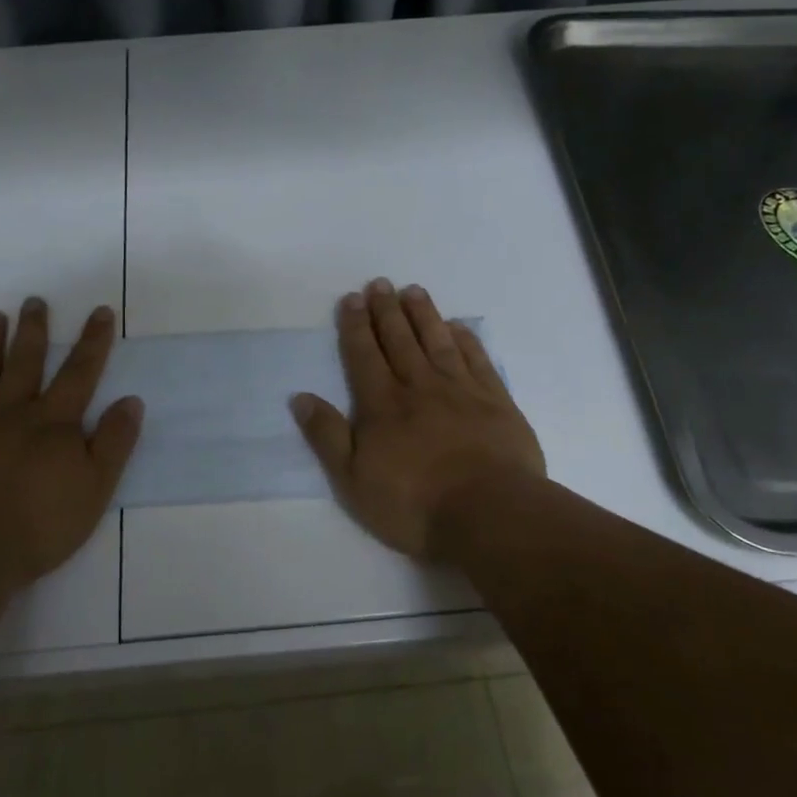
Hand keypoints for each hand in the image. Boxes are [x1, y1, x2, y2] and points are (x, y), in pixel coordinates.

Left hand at [0, 298, 142, 597]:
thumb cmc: (39, 524)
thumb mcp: (95, 488)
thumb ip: (114, 442)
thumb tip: (131, 400)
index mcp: (53, 422)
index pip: (79, 372)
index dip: (92, 341)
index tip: (99, 311)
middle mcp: (12, 410)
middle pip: (26, 361)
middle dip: (33, 329)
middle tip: (34, 300)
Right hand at [291, 278, 544, 560]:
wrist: (489, 513)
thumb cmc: (414, 503)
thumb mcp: (353, 480)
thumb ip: (327, 436)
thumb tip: (300, 397)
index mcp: (382, 404)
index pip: (364, 355)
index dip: (355, 326)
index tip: (351, 299)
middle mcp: (419, 386)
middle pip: (400, 340)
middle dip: (386, 310)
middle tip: (379, 283)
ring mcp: (461, 391)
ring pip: (438, 342)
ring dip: (424, 314)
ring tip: (413, 290)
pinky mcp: (496, 402)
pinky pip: (478, 360)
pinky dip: (467, 340)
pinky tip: (458, 326)